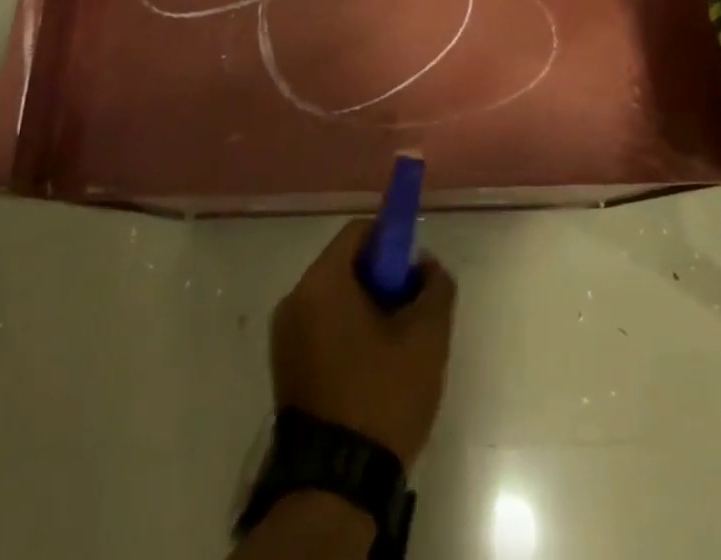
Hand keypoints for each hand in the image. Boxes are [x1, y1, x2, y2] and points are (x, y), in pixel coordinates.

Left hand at [270, 219, 457, 467]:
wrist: (335, 486)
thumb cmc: (381, 396)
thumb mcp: (426, 337)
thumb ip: (435, 286)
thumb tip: (426, 265)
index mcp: (321, 282)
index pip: (358, 232)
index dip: (391, 241)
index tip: (414, 270)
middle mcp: (294, 299)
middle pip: (345, 265)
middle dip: (381, 279)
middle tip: (411, 310)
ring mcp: (284, 336)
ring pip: (334, 299)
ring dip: (367, 308)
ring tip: (397, 345)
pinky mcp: (285, 368)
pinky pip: (321, 328)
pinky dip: (348, 333)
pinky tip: (373, 368)